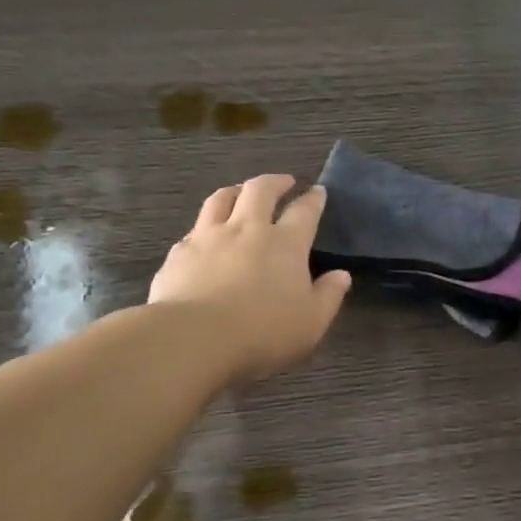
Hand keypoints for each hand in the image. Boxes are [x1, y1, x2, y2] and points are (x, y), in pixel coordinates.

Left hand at [149, 174, 352, 383]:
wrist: (193, 338)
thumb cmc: (262, 331)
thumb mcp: (311, 322)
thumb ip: (329, 296)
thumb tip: (341, 275)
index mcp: (285, 243)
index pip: (304, 211)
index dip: (313, 199)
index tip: (318, 192)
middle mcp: (247, 229)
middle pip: (260, 190)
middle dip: (275, 182)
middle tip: (283, 182)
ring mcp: (209, 237)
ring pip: (221, 199)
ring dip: (236, 191)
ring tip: (241, 192)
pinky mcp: (179, 253)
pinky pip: (194, 229)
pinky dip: (204, 226)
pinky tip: (204, 236)